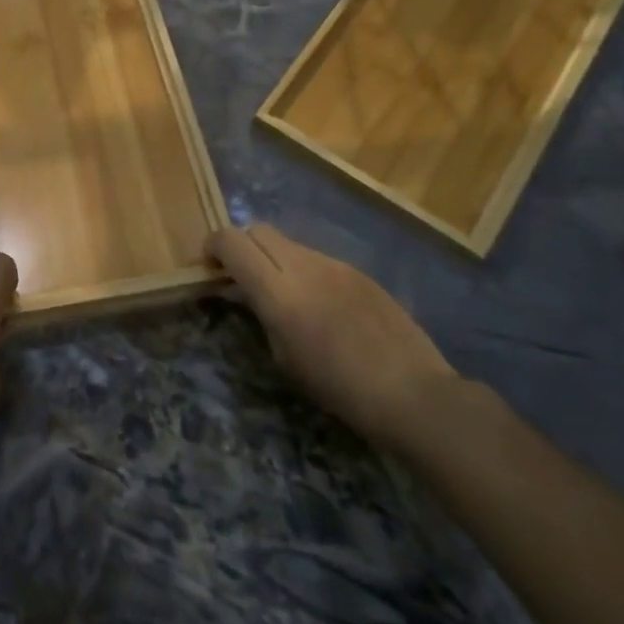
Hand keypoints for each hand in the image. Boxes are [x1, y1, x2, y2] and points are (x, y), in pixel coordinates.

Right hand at [207, 224, 456, 451]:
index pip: (231, 241)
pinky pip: (317, 259)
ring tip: (283, 294)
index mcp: (277, 290)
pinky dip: (303, 270)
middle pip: (257, 230)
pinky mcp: (358, 271)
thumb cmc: (339, 388)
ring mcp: (334, 264)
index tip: (210, 267)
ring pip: (288, 243)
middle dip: (242, 246)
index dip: (213, 247)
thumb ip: (259, 314)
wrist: (414, 394)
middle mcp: (302, 265)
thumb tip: (244, 294)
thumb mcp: (283, 358)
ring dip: (274, 258)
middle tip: (241, 277)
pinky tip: (320, 305)